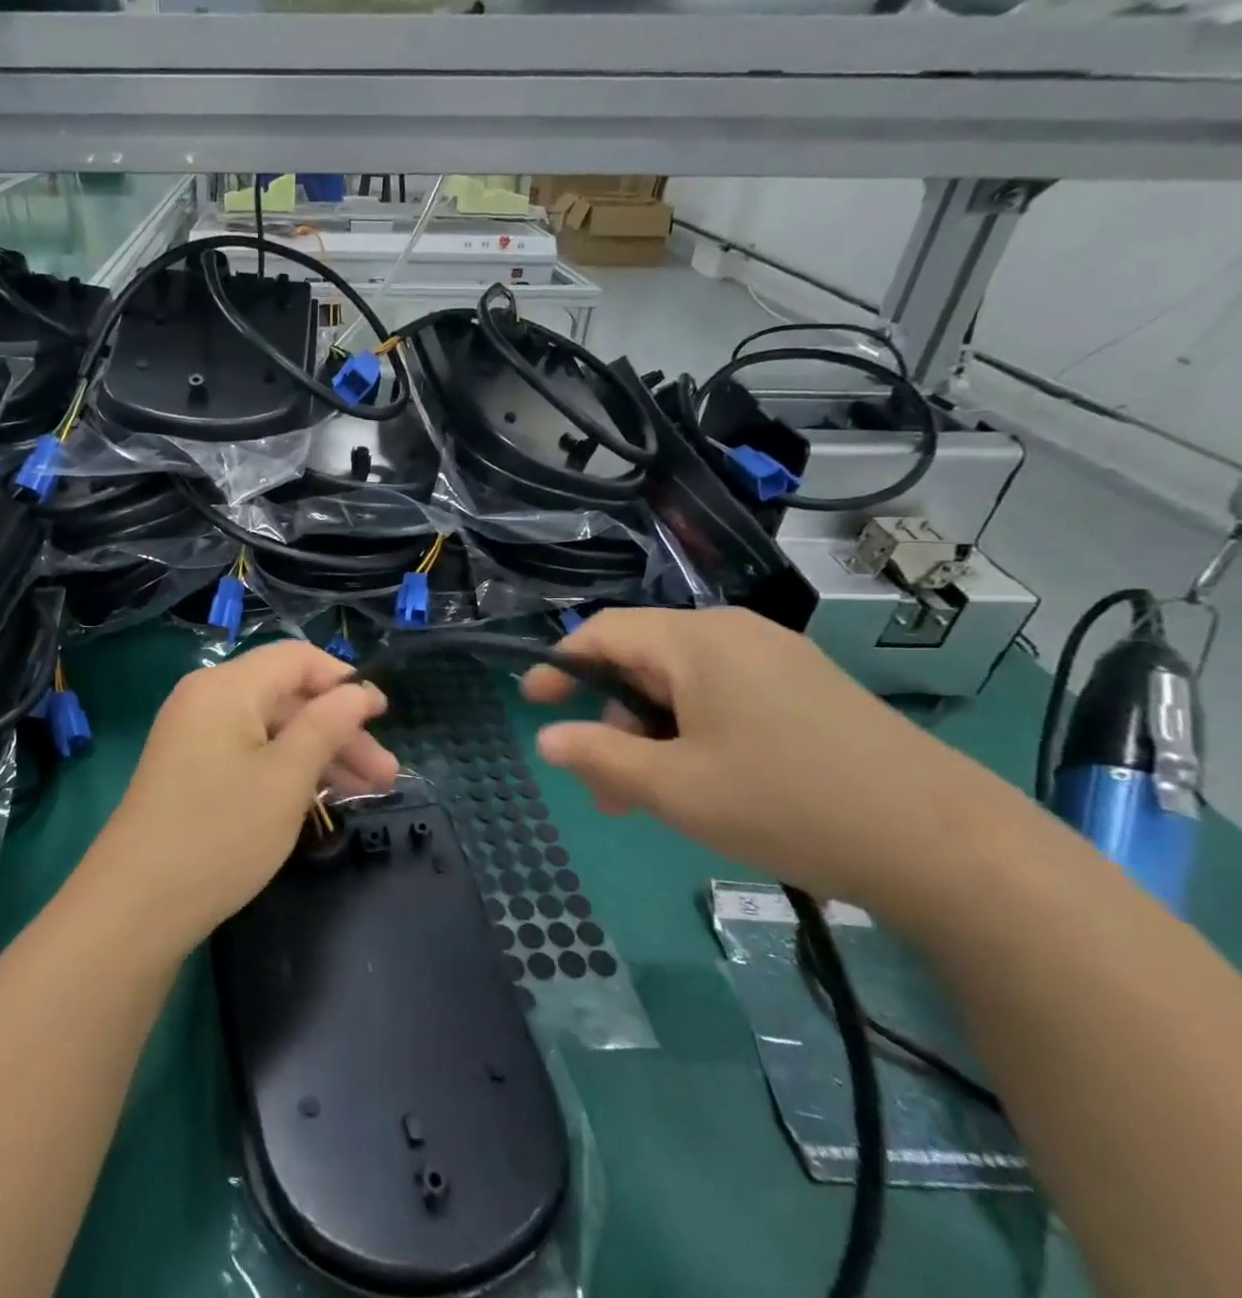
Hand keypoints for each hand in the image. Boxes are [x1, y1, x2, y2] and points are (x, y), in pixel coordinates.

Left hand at [84, 641, 396, 953]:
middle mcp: (206, 698)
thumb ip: (326, 726)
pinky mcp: (190, 768)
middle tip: (386, 774)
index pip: (297, 659)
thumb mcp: (286, 779)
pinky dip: (286, 768)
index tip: (383, 715)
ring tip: (368, 791)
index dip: (344, 681)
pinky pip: (250, 751)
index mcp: (226, 686)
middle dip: (339, 729)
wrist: (135, 906)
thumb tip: (357, 691)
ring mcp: (194, 734)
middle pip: (286, 696)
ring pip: (271, 728)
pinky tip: (321, 797)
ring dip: (319, 753)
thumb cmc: (220, 834)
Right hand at [522, 607, 1004, 909]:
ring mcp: (778, 660)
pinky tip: (705, 783)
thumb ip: (599, 757)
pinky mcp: (809, 690)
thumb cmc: (788, 804)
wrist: (950, 849)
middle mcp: (736, 634)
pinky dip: (694, 734)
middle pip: (643, 660)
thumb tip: (546, 737)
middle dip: (611, 718)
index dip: (560, 665)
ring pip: (684, 685)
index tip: (532, 702)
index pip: (604, 632)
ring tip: (650, 799)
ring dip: (651, 734)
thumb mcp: (675, 789)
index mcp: (697, 641)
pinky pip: (725, 697)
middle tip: (602, 783)